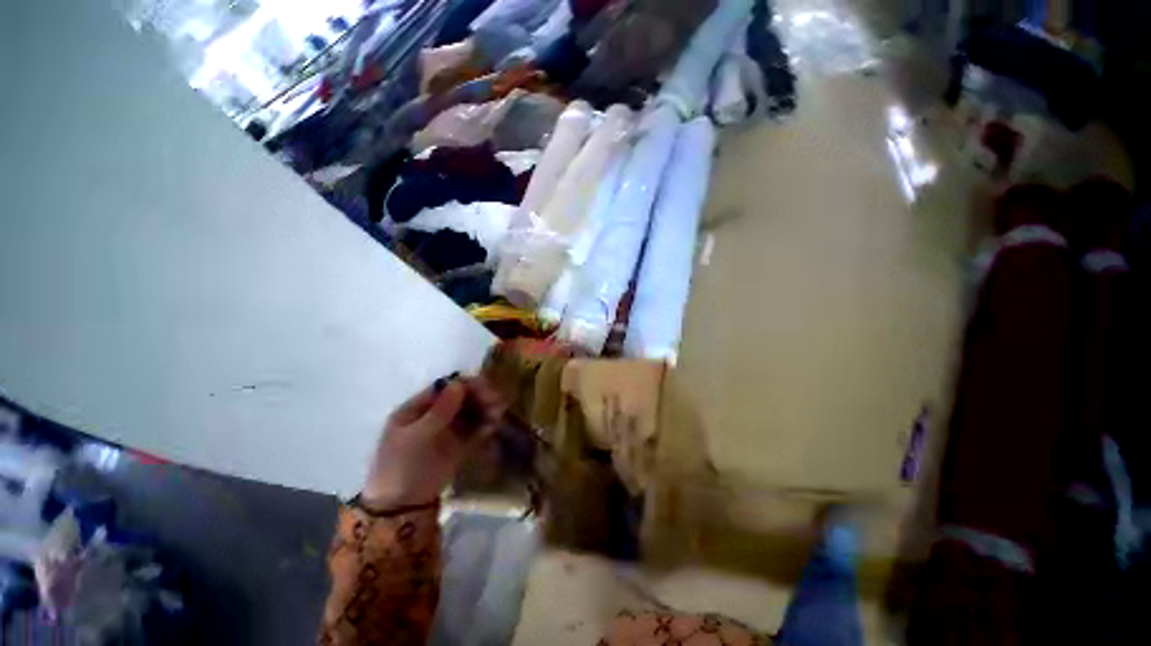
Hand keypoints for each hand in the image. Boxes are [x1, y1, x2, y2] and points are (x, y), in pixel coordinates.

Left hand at [361, 375, 506, 509]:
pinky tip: (493, 426)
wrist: (402, 507)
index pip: (445, 388)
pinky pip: (476, 428)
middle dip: (480, 396)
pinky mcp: (460, 444)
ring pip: (471, 411)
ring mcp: (448, 429)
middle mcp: (435, 414)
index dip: (466, 385)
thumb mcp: (417, 436)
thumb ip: (440, 410)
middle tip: (497, 401)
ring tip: (498, 414)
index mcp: (418, 408)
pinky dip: (486, 424)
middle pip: (462, 397)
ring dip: (486, 409)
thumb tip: (459, 383)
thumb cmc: (402, 466)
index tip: (484, 387)